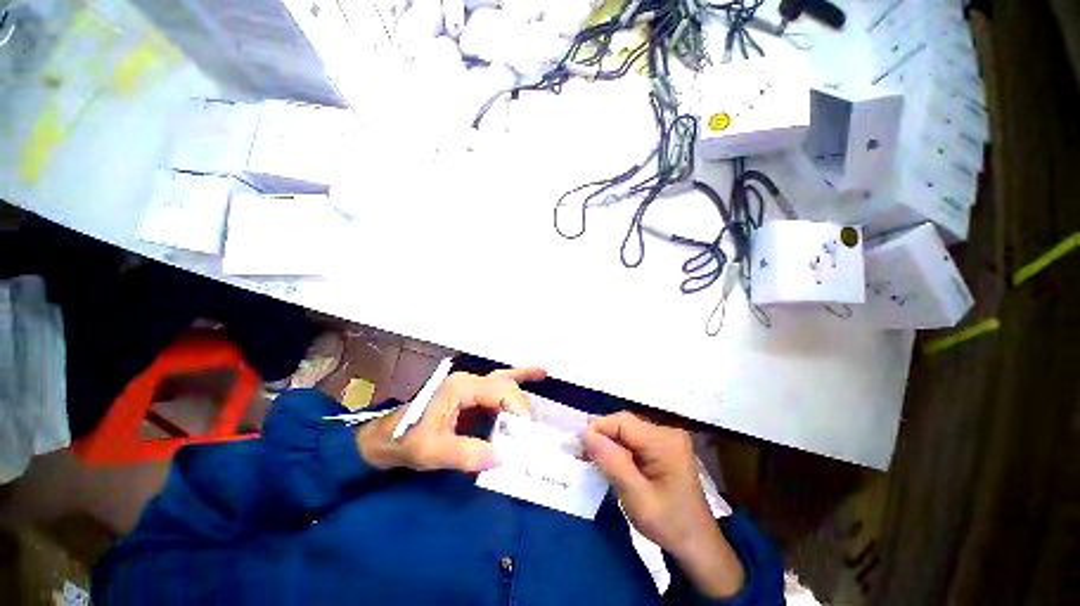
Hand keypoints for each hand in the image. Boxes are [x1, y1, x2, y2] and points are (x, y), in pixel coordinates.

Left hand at [357, 366, 545, 472]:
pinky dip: (517, 378)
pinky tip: (535, 373)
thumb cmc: (405, 441)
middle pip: (505, 387)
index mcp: (461, 387)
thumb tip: (504, 457)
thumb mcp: (432, 452)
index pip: (500, 391)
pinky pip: (499, 385)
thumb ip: (467, 453)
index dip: (517, 410)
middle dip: (520, 407)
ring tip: (544, 376)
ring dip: (523, 384)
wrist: (383, 440)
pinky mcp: (472, 396)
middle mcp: (469, 381)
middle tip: (529, 434)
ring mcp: (471, 387)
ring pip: (504, 381)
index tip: (525, 436)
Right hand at [582, 412, 743, 598]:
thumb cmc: (669, 524)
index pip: (623, 422)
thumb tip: (585, 432)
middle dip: (602, 436)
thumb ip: (611, 462)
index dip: (598, 428)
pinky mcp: (664, 448)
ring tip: (588, 455)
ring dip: (608, 443)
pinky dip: (618, 449)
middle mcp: (667, 433)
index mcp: (665, 442)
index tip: (578, 445)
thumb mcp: (636, 497)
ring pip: (627, 432)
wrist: (698, 546)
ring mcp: (667, 439)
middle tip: (580, 452)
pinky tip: (607, 459)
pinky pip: (634, 441)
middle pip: (625, 424)